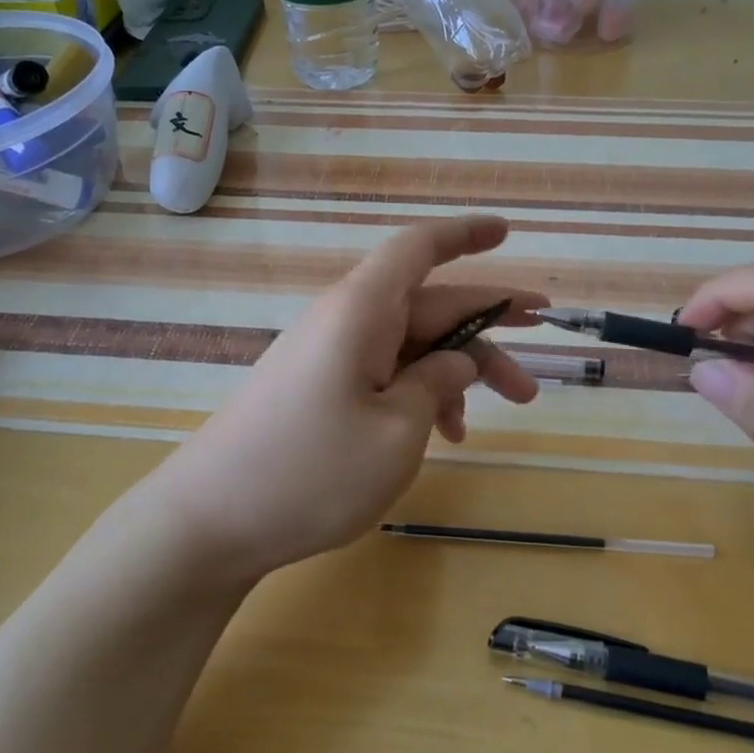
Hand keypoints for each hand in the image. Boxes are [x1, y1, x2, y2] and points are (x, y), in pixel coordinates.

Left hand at [153, 215, 546, 580]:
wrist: (209, 522)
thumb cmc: (309, 472)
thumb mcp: (397, 432)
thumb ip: (437, 385)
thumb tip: (457, 360)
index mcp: (362, 311)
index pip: (419, 248)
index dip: (465, 234)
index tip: (507, 230)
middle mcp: (345, 321)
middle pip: (428, 304)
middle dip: (488, 323)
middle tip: (544, 338)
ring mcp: (329, 355)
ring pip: (411, 343)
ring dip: (460, 369)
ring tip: (510, 407)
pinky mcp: (319, 388)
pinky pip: (383, 372)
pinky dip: (421, 392)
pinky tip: (447, 433)